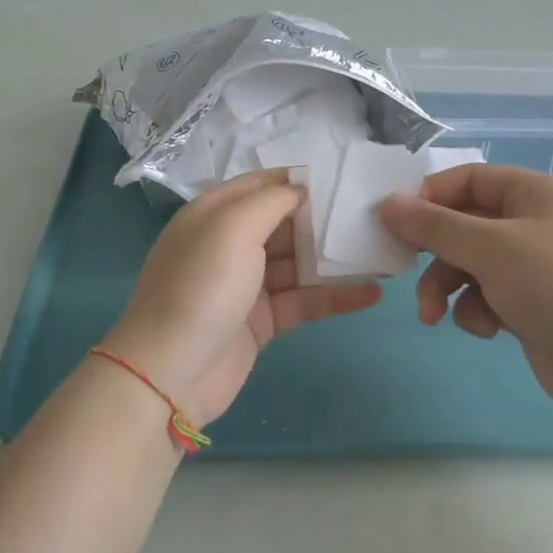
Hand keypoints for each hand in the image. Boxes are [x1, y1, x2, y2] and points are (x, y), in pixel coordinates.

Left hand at [103, 169, 382, 425]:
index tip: (344, 178)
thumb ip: (270, 201)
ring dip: (336, 260)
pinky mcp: (262, 322)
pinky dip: (335, 297)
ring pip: (299, 264)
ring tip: (383, 252)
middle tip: (374, 216)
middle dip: (325, 219)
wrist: (170, 373)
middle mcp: (230, 244)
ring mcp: (247, 285)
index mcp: (215, 215)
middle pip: (285, 224)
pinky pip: (304, 301)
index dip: (299, 180)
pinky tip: (372, 293)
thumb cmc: (201, 288)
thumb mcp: (231, 228)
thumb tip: (301, 188)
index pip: (262, 185)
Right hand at [378, 164, 552, 411]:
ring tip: (435, 316)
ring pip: (471, 264)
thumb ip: (434, 225)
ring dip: (449, 288)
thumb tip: (387, 203)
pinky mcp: (533, 303)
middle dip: (437, 256)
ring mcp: (536, 265)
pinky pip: (488, 295)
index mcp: (536, 193)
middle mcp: (537, 223)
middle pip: (466, 225)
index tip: (396, 222)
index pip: (470, 179)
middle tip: (407, 276)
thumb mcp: (489, 248)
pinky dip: (479, 311)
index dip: (431, 197)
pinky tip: (488, 330)